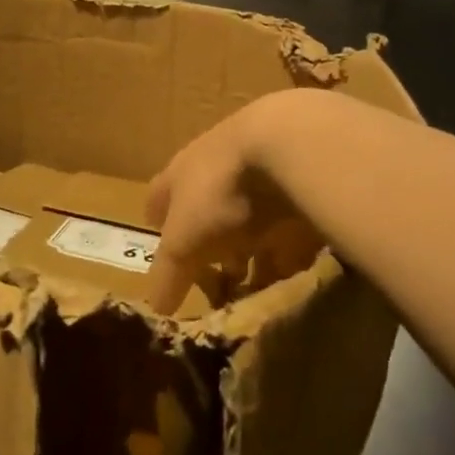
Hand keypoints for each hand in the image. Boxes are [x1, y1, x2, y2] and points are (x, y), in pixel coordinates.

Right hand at [145, 92, 323, 312]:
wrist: (288, 145)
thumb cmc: (219, 191)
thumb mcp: (184, 241)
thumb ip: (168, 274)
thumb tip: (155, 309)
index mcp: (180, 173)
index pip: (160, 198)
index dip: (158, 224)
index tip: (163, 252)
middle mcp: (216, 169)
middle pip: (207, 210)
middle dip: (210, 245)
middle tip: (214, 280)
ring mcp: (260, 174)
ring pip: (250, 219)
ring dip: (252, 250)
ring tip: (257, 286)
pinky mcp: (300, 184)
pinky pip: (289, 224)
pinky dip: (288, 249)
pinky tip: (293, 272)